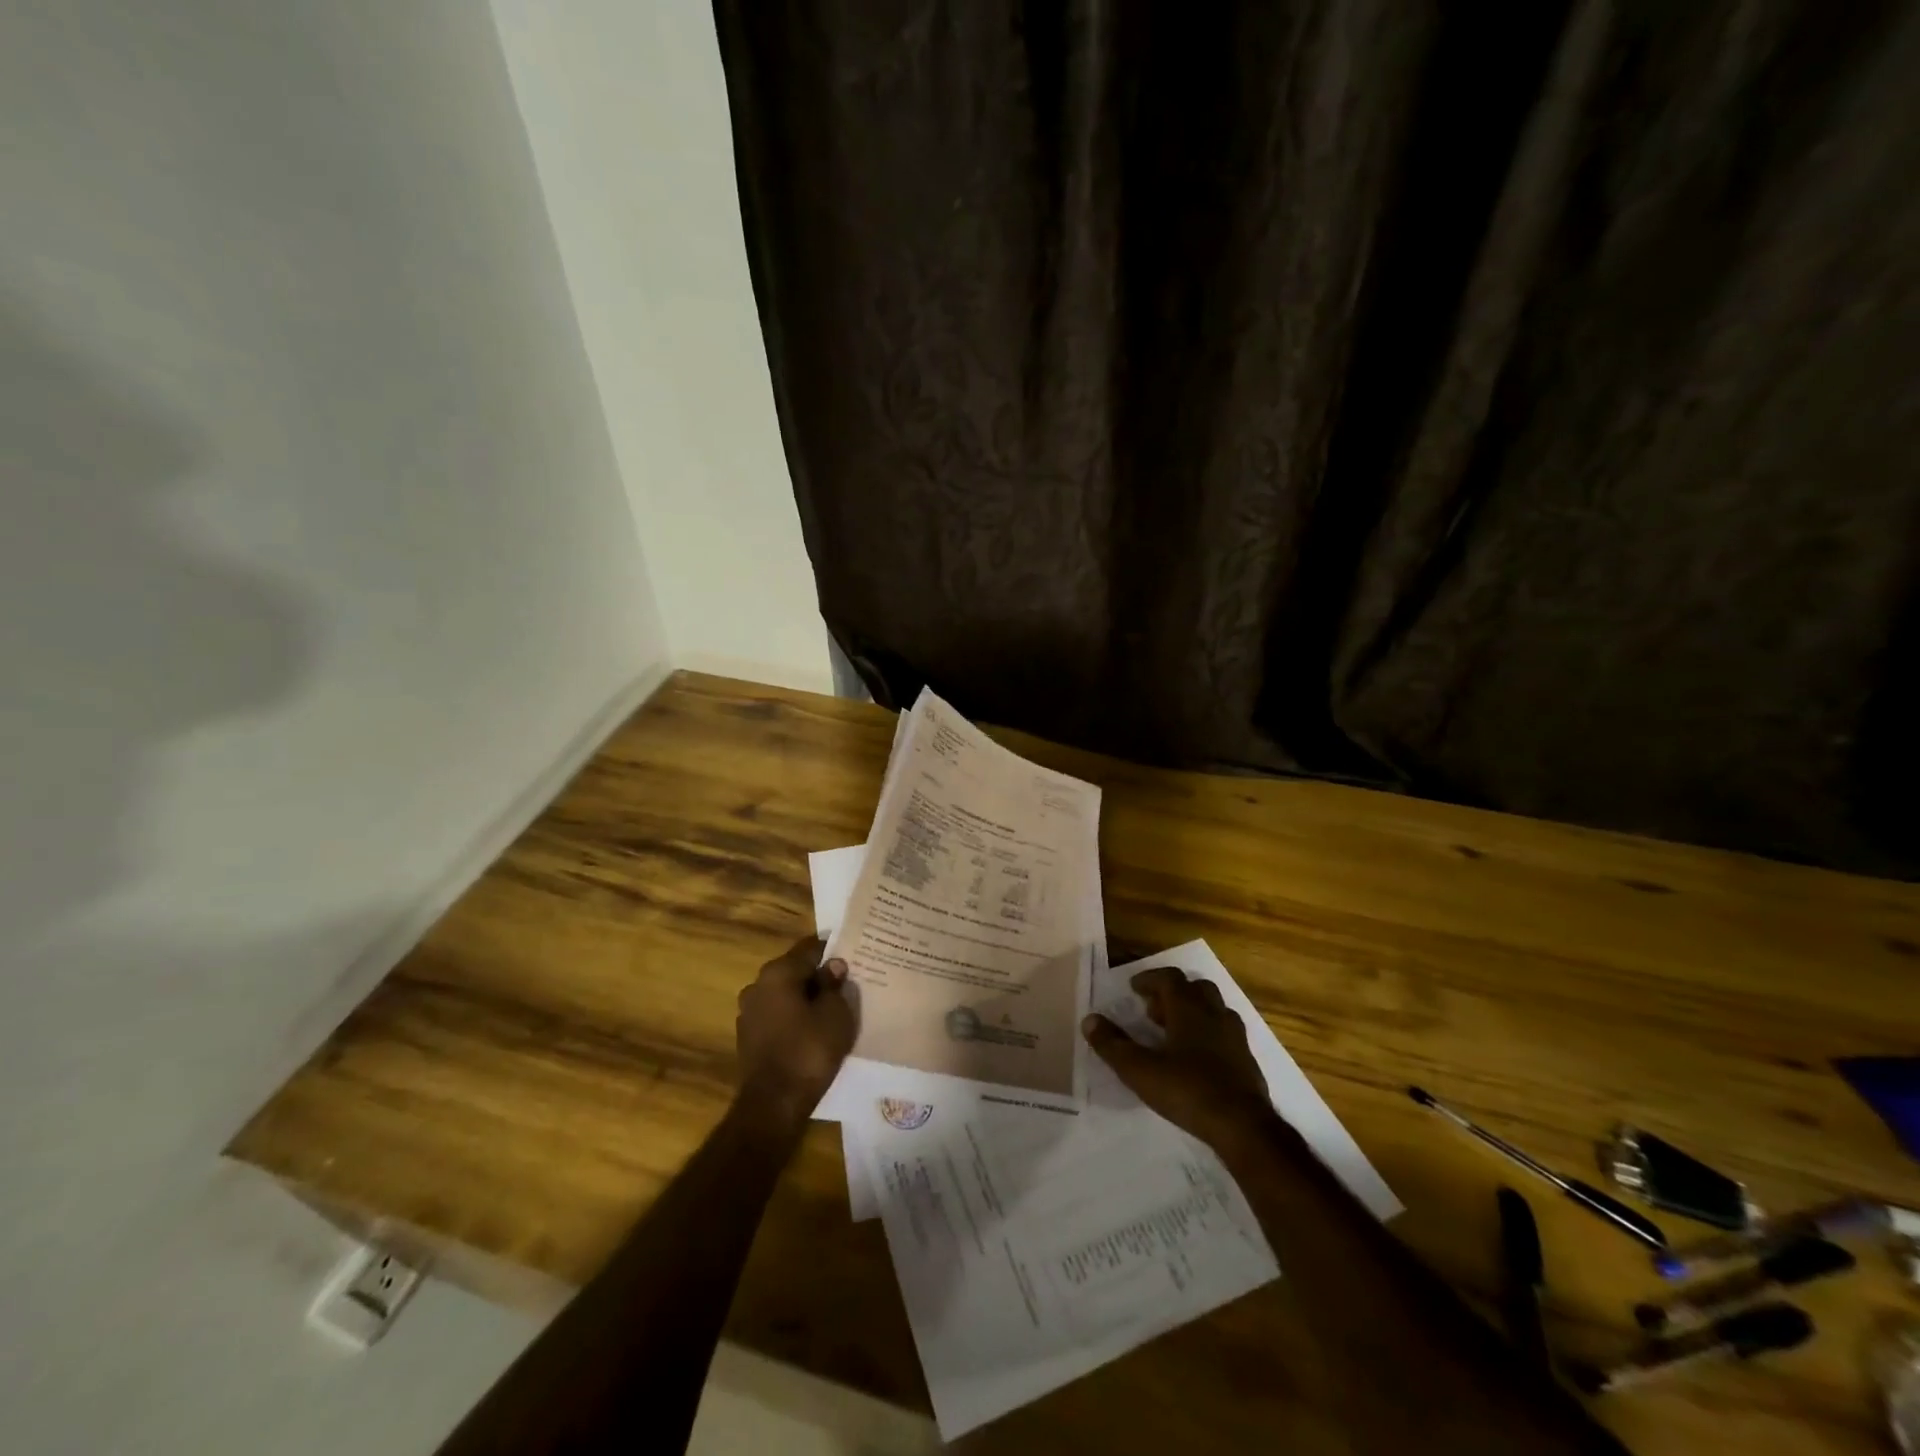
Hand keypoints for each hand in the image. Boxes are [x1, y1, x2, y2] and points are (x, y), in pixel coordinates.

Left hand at [735, 934, 856, 1129]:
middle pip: (794, 971)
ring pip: (784, 994)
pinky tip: (811, 1030)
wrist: (774, 1105)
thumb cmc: (809, 1051)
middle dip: (818, 976)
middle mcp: (757, 985)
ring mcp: (748, 1012)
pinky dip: (793, 1018)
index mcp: (777, 972)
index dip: (832, 951)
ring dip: (804, 998)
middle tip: (845, 984)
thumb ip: (834, 985)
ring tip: (830, 1009)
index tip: (852, 957)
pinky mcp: (748, 1037)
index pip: (809, 948)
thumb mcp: (835, 1013)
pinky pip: (777, 1016)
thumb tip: (833, 966)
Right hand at [1081, 966, 1275, 1152]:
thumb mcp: (1140, 1070)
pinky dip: (1208, 1035)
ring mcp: (1235, 1037)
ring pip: (1213, 1009)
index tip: (1133, 988)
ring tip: (1173, 1033)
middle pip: (1195, 988)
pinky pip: (1225, 1034)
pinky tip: (1197, 1059)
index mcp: (1189, 1008)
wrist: (1243, 1127)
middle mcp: (1214, 1014)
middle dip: (1172, 993)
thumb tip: (1090, 1020)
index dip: (1150, 979)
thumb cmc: (1187, 1090)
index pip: (1169, 978)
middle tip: (1153, 1010)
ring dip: (1193, 1012)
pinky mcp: (1247, 1061)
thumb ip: (1113, 1044)